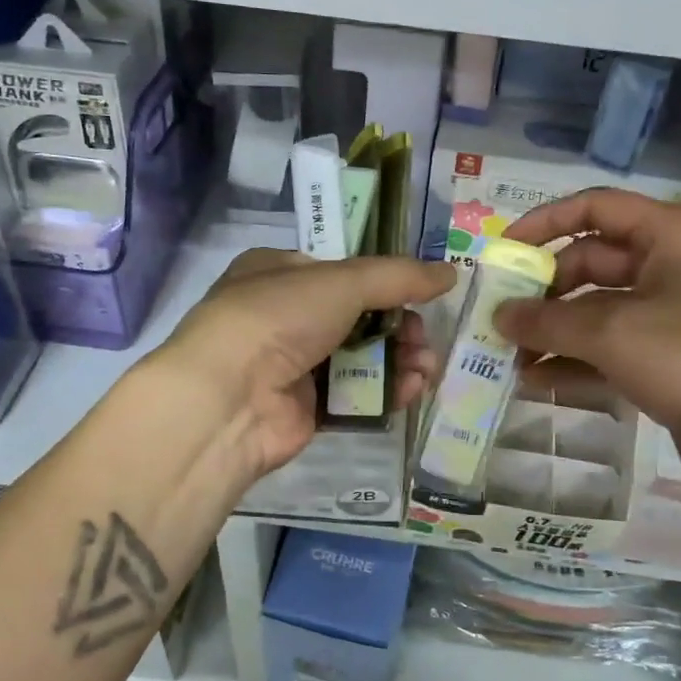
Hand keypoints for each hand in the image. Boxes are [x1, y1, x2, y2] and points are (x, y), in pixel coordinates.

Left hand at [158, 249, 455, 478]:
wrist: (228, 399)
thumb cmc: (278, 319)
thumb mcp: (342, 282)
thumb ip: (399, 277)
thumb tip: (451, 273)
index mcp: (279, 273)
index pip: (342, 272)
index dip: (384, 282)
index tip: (421, 293)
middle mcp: (284, 316)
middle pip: (359, 317)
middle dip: (400, 327)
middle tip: (424, 338)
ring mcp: (294, 364)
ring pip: (362, 358)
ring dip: (400, 360)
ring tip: (427, 367)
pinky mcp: (307, 408)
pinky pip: (356, 395)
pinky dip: (387, 391)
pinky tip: (412, 390)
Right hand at [496, 189, 680, 474]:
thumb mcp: (611, 333)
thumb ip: (547, 321)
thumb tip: (499, 316)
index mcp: (671, 235)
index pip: (596, 208)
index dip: (545, 223)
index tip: (503, 251)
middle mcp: (674, 267)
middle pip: (593, 262)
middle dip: (545, 291)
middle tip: (502, 318)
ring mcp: (675, 316)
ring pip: (600, 311)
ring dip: (555, 332)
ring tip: (511, 358)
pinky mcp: (673, 360)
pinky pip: (614, 349)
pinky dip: (578, 361)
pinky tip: (539, 382)